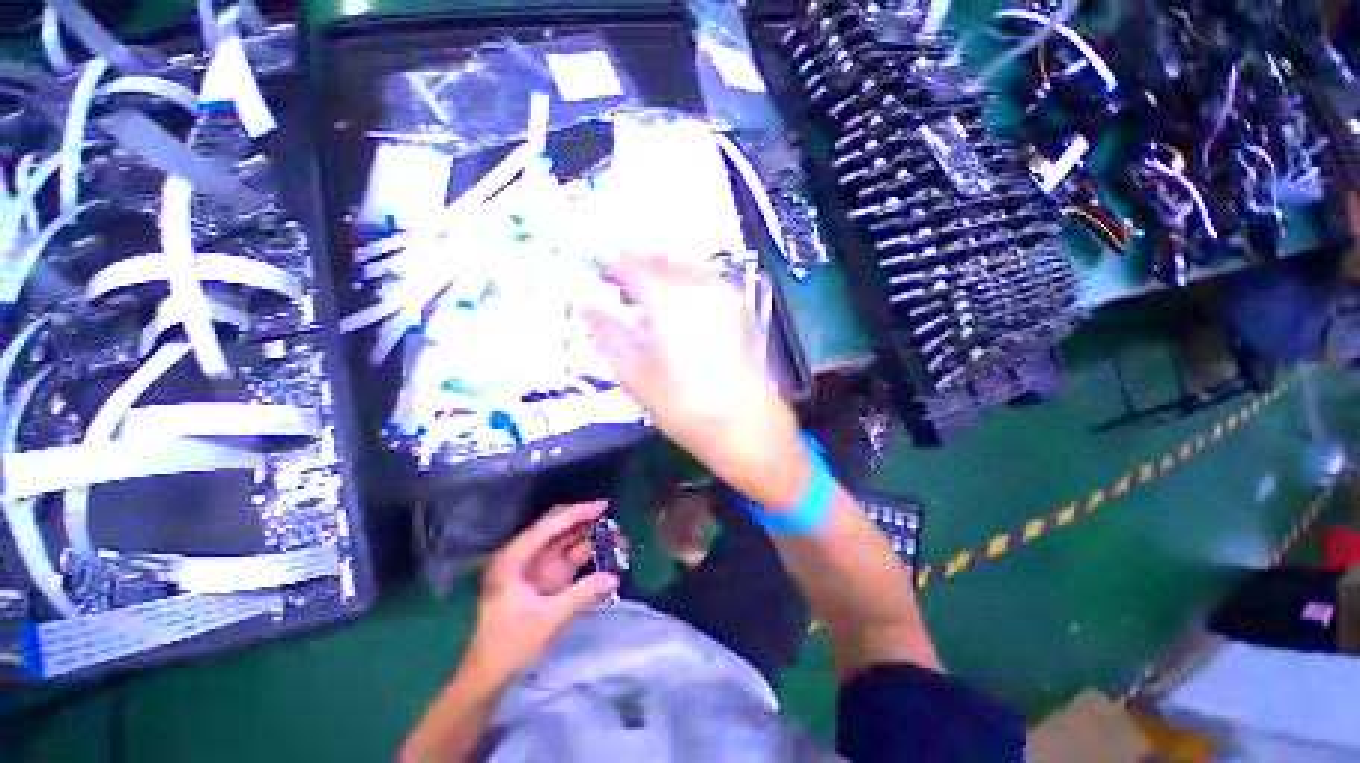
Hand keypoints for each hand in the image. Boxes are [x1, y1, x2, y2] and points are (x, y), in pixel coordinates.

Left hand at [467, 501, 619, 676]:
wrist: (491, 672)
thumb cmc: (511, 644)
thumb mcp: (548, 619)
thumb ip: (582, 594)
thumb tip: (614, 577)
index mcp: (515, 557)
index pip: (550, 524)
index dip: (578, 512)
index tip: (604, 505)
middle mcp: (525, 554)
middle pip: (558, 525)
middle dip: (586, 519)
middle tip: (613, 518)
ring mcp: (536, 564)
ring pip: (566, 538)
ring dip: (590, 533)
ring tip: (616, 534)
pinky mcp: (546, 575)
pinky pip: (570, 554)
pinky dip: (588, 549)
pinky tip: (606, 549)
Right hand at [582, 254, 806, 507]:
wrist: (743, 423)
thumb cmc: (683, 405)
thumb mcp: (635, 374)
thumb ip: (608, 335)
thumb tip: (586, 308)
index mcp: (668, 300)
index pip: (634, 265)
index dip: (613, 265)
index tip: (599, 273)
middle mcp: (698, 286)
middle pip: (661, 260)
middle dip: (637, 266)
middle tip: (619, 286)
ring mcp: (723, 294)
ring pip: (683, 267)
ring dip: (661, 273)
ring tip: (646, 297)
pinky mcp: (737, 306)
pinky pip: (703, 279)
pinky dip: (683, 282)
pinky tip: (676, 306)